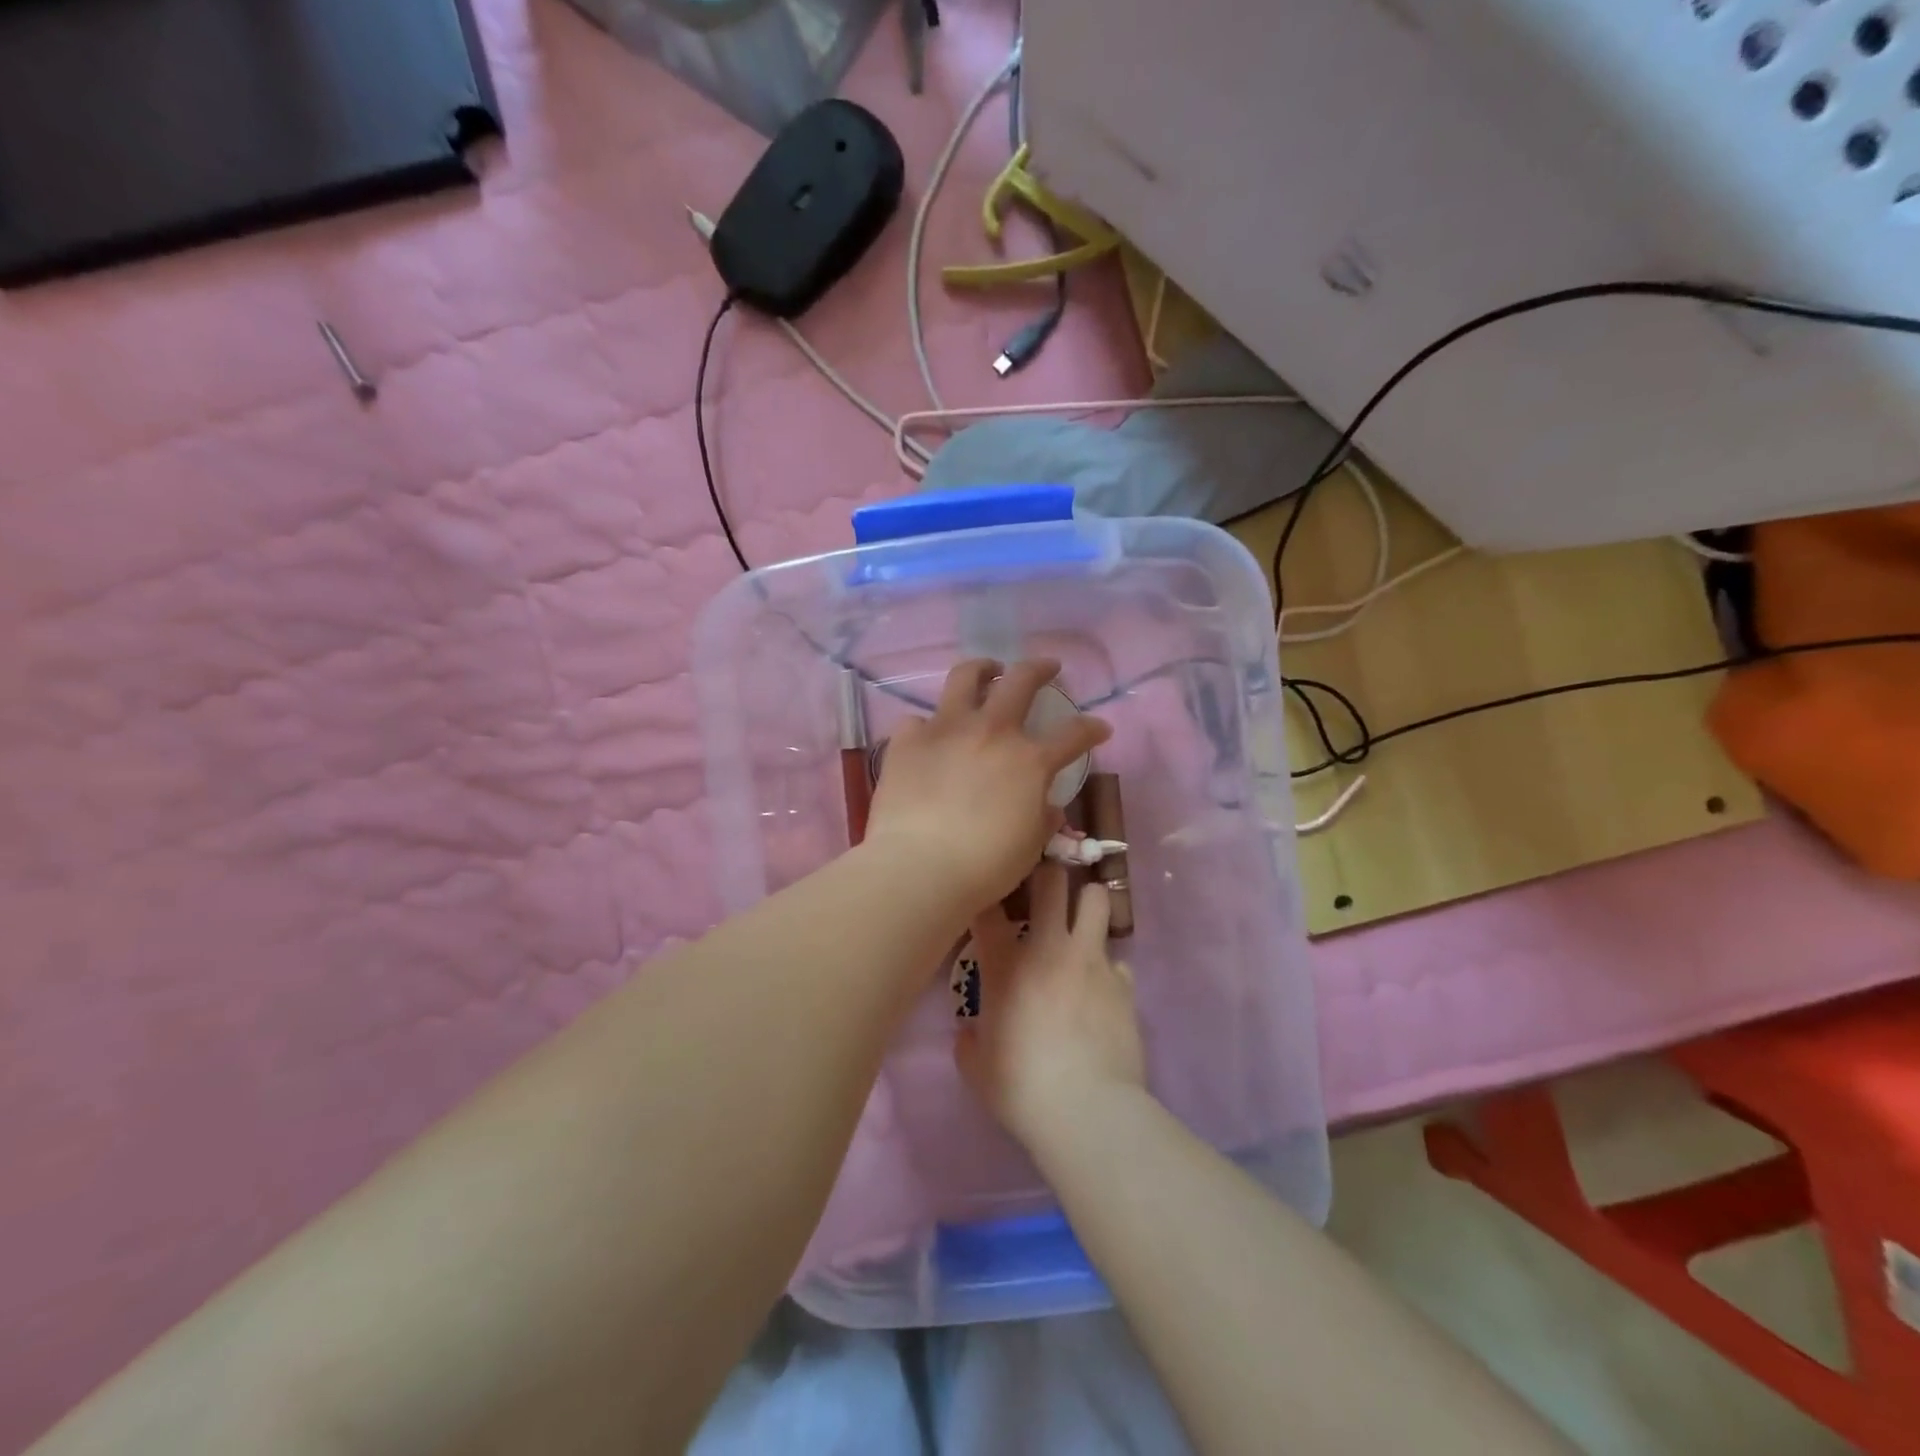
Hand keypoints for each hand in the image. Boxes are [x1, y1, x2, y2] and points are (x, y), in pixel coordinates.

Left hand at [866, 659, 1109, 912]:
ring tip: (988, 671)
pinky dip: (928, 726)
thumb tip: (1048, 807)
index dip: (1092, 729)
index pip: (1074, 734)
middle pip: (1022, 680)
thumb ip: (1042, 818)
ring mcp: (946, 729)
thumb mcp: (1030, 846)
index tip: (1100, 728)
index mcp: (1030, 760)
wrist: (918, 867)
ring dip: (983, 669)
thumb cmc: (984, 865)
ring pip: (965, 677)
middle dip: (1040, 668)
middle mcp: (991, 731)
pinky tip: (930, 737)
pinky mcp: (907, 740)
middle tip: (1047, 668)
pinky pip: (918, 720)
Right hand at [955, 865, 1145, 1151]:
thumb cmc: (1021, 1087)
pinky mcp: (1124, 982)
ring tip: (1080, 924)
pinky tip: (1101, 989)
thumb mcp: (977, 1069)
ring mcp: (1092, 960)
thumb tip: (969, 1033)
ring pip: (1096, 898)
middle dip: (1047, 875)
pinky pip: (1117, 958)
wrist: (1087, 1111)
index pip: (989, 906)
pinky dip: (1107, 967)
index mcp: (1005, 964)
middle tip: (1043, 892)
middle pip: (1052, 879)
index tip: (987, 901)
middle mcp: (1050, 947)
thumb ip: (969, 1041)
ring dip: (1086, 905)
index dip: (987, 895)